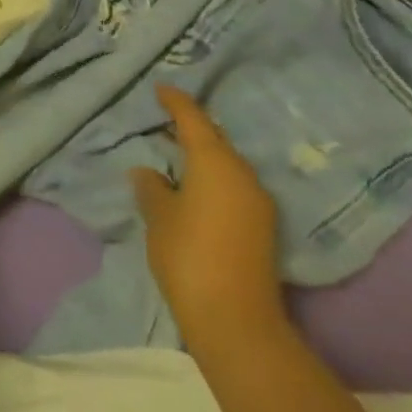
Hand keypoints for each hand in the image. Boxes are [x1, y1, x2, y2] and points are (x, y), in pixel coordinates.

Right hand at [131, 85, 288, 346]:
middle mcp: (242, 173)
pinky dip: (215, 179)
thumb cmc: (189, 257)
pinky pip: (235, 187)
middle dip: (192, 128)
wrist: (237, 323)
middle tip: (166, 122)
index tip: (161, 88)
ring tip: (178, 157)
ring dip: (204, 157)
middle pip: (215, 139)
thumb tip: (147, 172)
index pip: (193, 118)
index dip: (176, 101)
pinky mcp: (264, 228)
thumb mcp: (159, 218)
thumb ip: (151, 188)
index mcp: (214, 161)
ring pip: (227, 164)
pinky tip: (196, 190)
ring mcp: (258, 201)